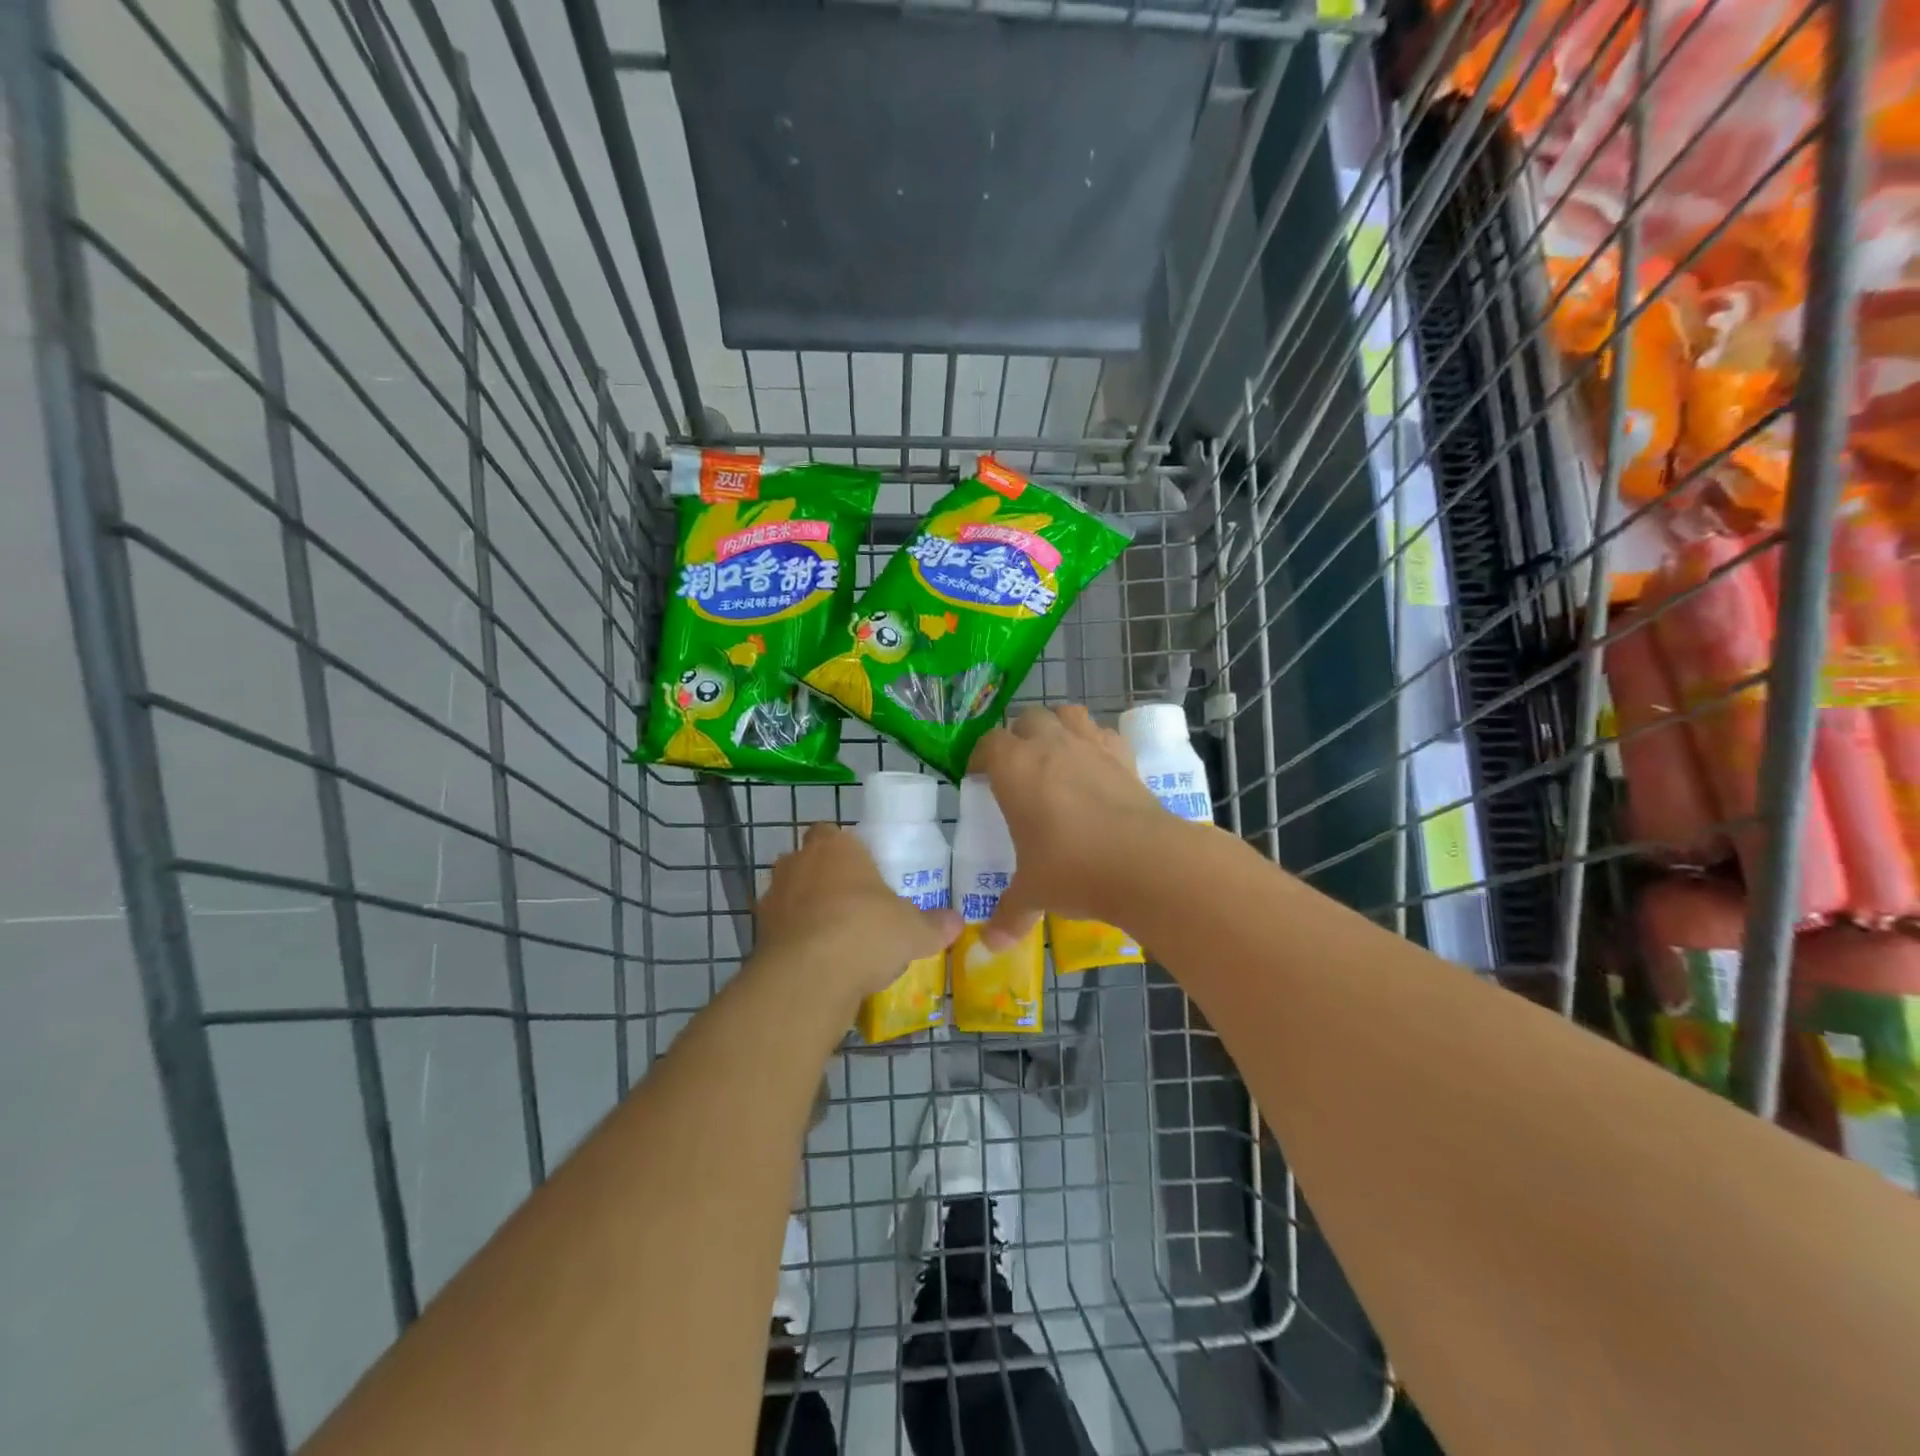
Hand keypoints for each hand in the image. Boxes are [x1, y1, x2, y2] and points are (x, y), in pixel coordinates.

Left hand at [751, 823, 960, 1005]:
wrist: (810, 977)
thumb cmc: (867, 931)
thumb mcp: (914, 930)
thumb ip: (935, 924)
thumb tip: (957, 922)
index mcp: (834, 846)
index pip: (832, 832)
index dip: (846, 851)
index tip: (864, 874)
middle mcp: (797, 863)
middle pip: (808, 862)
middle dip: (825, 880)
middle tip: (853, 907)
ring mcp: (771, 898)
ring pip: (790, 897)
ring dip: (806, 912)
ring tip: (836, 941)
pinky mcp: (757, 934)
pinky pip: (781, 931)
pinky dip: (795, 943)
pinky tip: (819, 965)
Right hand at [970, 704, 1173, 947]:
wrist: (1144, 862)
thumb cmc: (1072, 869)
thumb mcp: (1033, 893)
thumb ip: (1009, 914)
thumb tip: (990, 945)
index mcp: (1015, 768)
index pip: (988, 743)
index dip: (981, 757)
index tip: (980, 776)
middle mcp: (1051, 745)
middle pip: (1028, 718)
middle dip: (1019, 736)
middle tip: (1017, 767)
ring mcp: (1092, 746)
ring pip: (1069, 714)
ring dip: (1058, 726)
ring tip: (1056, 754)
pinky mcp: (1126, 758)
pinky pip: (1106, 735)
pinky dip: (1097, 743)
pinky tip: (1097, 767)